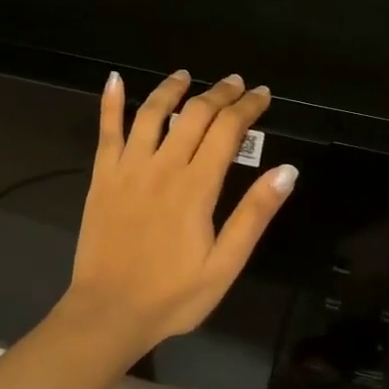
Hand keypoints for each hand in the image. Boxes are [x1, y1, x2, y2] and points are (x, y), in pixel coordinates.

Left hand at [56, 69, 296, 364]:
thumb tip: (286, 170)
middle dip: (219, 93)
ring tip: (186, 76)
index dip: (248, 107)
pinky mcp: (102, 177)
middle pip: (195, 114)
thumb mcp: (226, 264)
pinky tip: (115, 80)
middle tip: (235, 82)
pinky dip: (110, 103)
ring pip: (151, 114)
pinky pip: (106, 132)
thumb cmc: (174, 295)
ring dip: (171, 89)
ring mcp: (127, 169)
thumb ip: (254, 214)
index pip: (228, 131)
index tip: (262, 94)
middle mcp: (162, 166)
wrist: (109, 312)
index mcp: (196, 187)